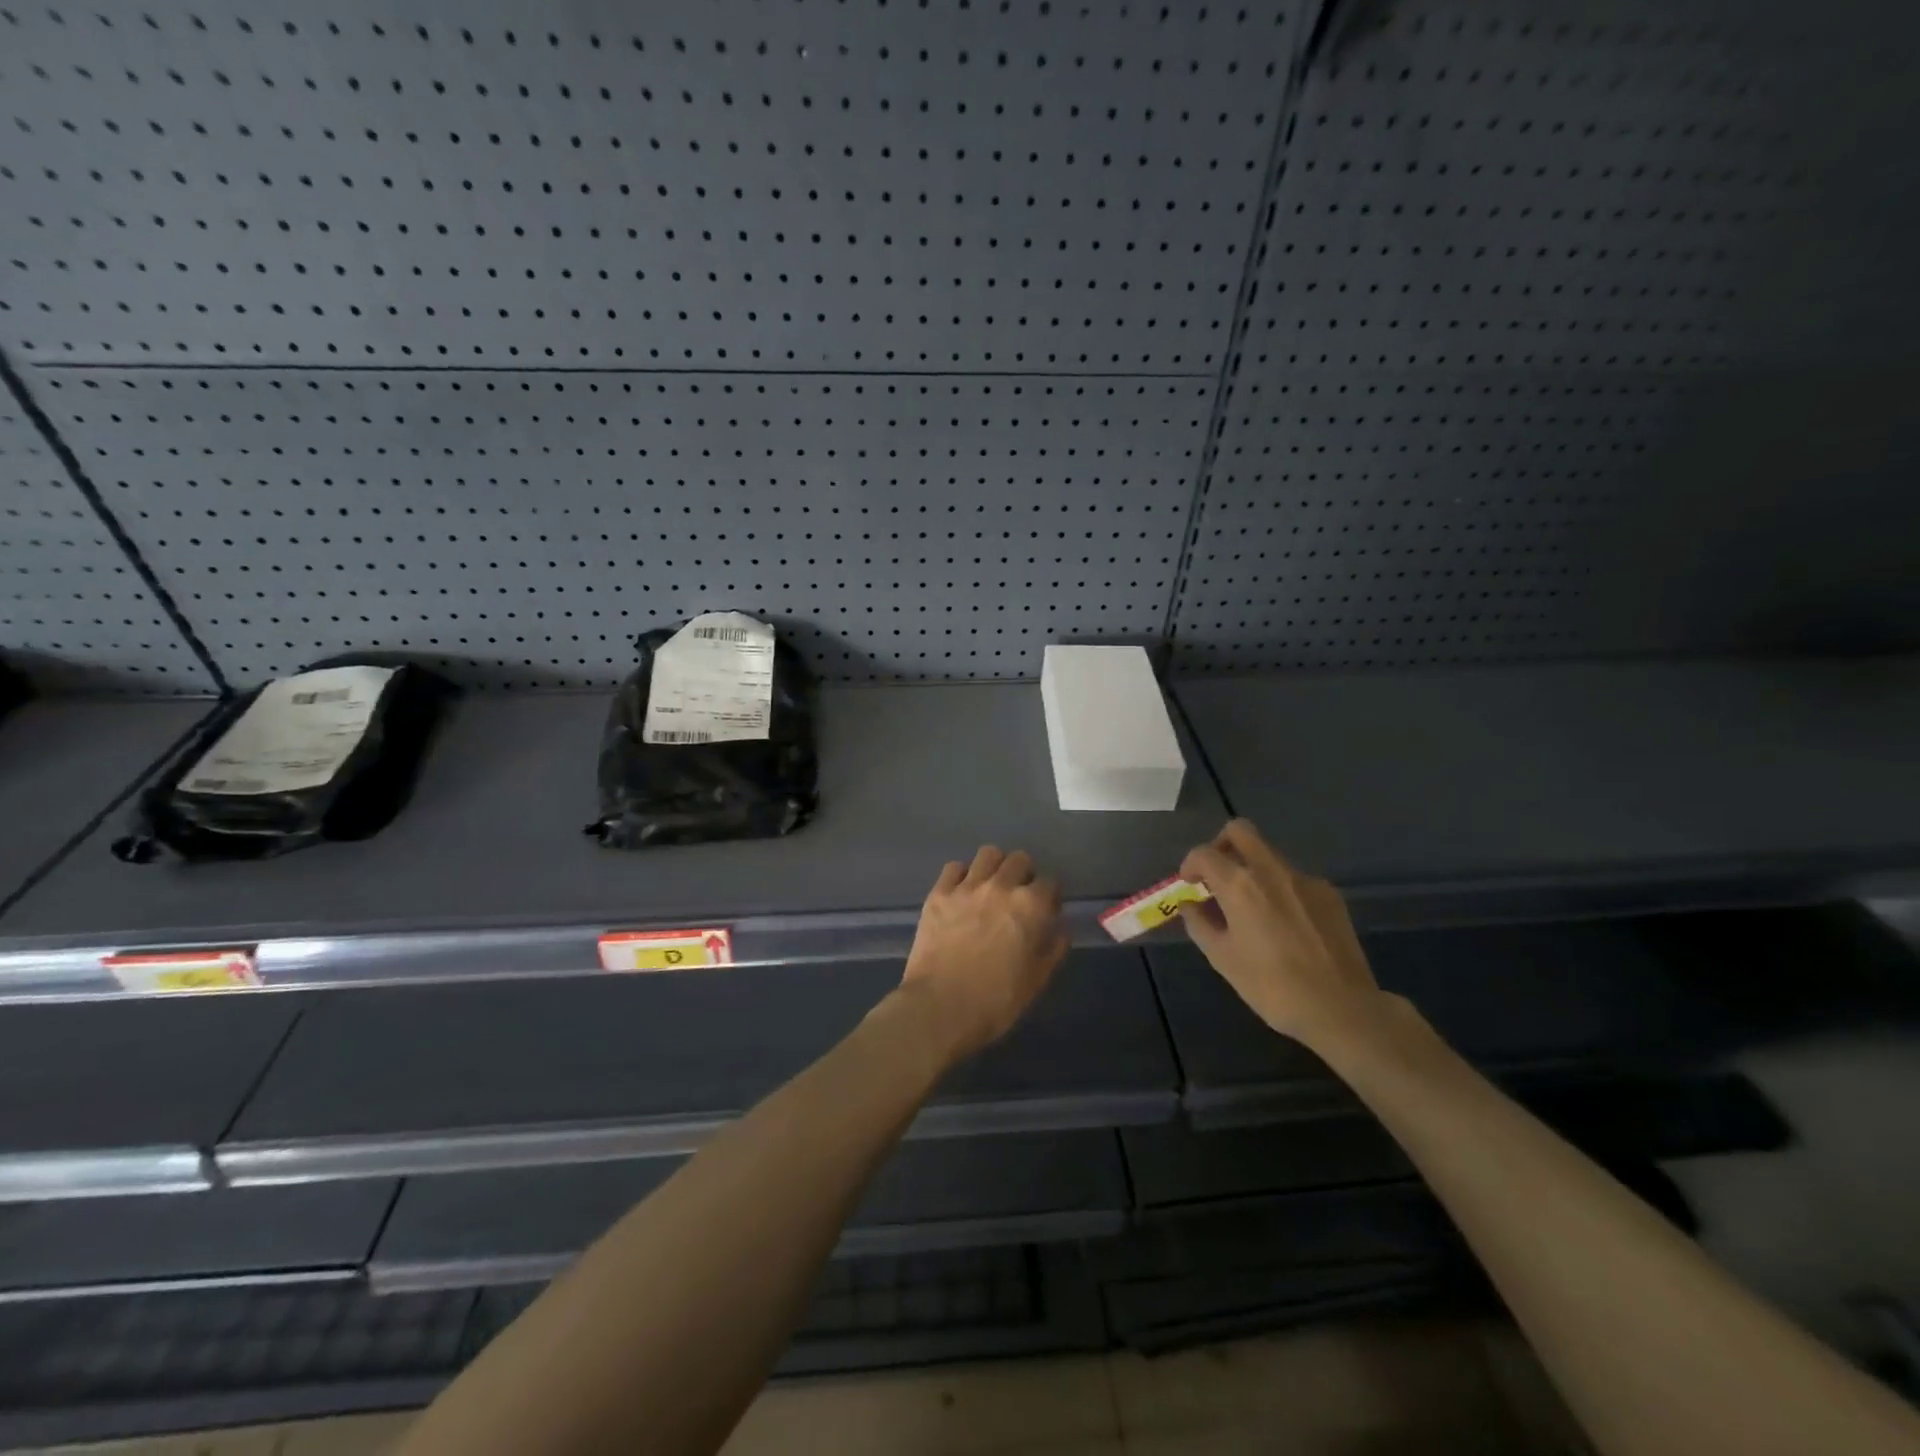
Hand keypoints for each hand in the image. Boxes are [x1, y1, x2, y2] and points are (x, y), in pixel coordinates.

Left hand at [896, 846, 1068, 1061]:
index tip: (1047, 911)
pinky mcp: (939, 893)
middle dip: (1024, 874)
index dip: (1050, 897)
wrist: (939, 1008)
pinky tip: (962, 893)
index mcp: (1030, 906)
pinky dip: (962, 875)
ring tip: (991, 888)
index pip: (1050, 883)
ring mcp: (967, 887)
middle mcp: (1001, 887)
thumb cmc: (996, 1001)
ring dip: (995, 867)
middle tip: (1019, 897)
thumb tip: (1060, 928)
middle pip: (1020, 859)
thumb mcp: (1037, 981)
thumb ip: (1054, 948)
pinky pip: (954, 867)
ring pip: (988, 854)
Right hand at [1179, 820, 1394, 1051]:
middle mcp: (1271, 870)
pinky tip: (1285, 924)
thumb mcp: (1222, 958)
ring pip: (1269, 855)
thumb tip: (1189, 904)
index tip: (1189, 884)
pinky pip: (1295, 879)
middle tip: (1217, 874)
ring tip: (1251, 909)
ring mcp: (1305, 879)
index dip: (1190, 865)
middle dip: (1221, 845)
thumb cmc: (1271, 986)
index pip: (1204, 853)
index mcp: (1239, 884)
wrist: (1341, 1008)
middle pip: (1240, 831)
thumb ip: (1200, 924)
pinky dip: (1280, 889)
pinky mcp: (1330, 894)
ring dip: (1252, 869)